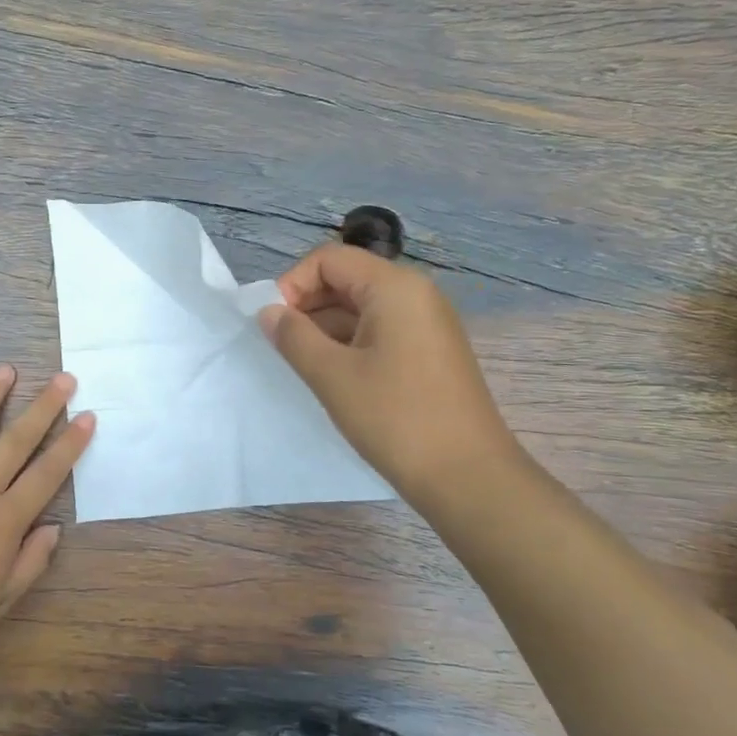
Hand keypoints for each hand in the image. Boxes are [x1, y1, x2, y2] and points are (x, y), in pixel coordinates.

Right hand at [260, 244, 518, 497]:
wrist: (467, 476)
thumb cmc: (395, 418)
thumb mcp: (332, 376)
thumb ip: (293, 337)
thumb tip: (269, 312)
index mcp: (395, 287)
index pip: (329, 259)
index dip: (293, 284)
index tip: (275, 324)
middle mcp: (415, 294)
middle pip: (347, 278)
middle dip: (308, 305)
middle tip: (284, 346)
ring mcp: (427, 323)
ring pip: (362, 307)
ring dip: (326, 327)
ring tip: (305, 365)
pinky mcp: (430, 351)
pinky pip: (380, 330)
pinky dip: (350, 343)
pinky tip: (335, 376)